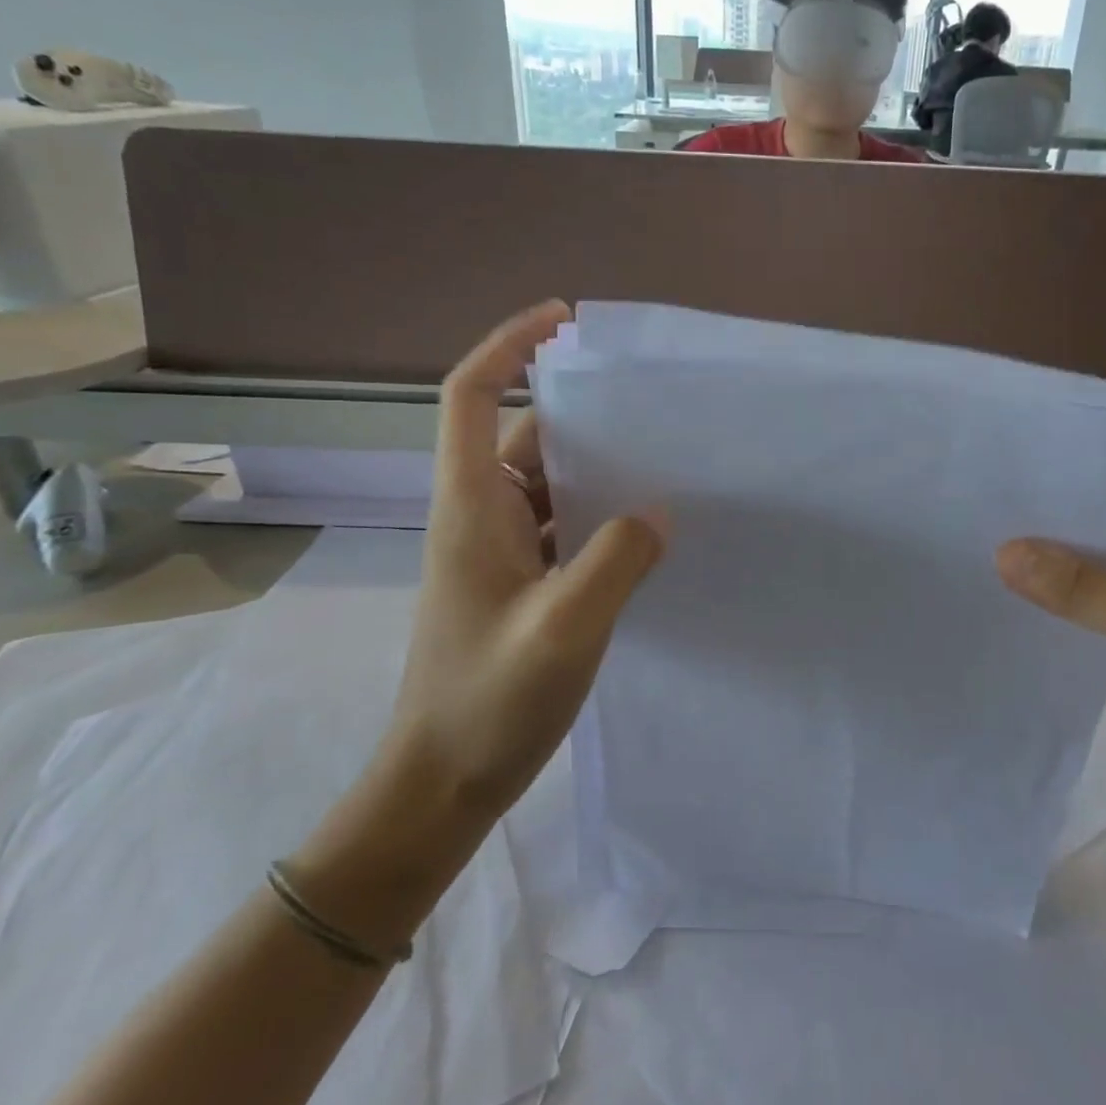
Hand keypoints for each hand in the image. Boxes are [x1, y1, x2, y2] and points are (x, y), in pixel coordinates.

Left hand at [374, 301, 665, 839]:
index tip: (562, 321)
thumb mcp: (565, 627)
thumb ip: (616, 560)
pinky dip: (601, 518)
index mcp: (474, 506)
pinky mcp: (521, 585)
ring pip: (550, 485)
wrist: (441, 784)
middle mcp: (483, 516)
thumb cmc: (488, 701)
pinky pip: (564, 528)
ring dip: (598, 470)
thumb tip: (656, 512)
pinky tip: (647, 532)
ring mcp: (501, 553)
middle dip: (580, 412)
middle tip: (650, 407)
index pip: (473, 395)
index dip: (509, 345)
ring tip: (664, 463)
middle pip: (525, 436)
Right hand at [996, 493, 1105, 807]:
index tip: (1031, 452)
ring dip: (1054, 549)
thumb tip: (1003, 551)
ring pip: (1096, 555)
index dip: (1092, 464)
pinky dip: (1056, 587)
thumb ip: (1083, 587)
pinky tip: (1009, 578)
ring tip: (992, 525)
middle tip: (997, 489)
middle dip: (1061, 507)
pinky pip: (1087, 593)